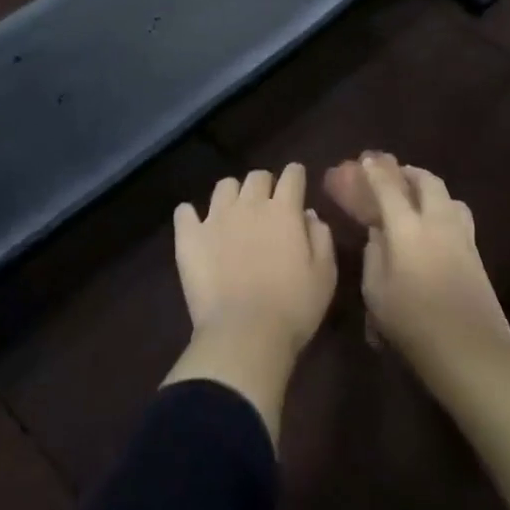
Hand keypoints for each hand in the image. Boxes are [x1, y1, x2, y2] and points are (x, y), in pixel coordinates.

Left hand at [175, 165, 336, 354]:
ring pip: (224, 186)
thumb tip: (309, 215)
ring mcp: (216, 217)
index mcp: (284, 210)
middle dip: (265, 184)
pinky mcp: (190, 236)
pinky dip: (190, 216)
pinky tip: (195, 226)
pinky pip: (184, 212)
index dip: (295, 175)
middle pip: (257, 176)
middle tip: (267, 204)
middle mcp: (249, 204)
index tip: (296, 182)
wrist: (245, 334)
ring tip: (234, 214)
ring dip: (232, 195)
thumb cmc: (293, 308)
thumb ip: (320, 237)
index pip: (292, 175)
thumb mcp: (324, 275)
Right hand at [325, 152, 509, 372]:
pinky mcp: (477, 254)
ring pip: (449, 197)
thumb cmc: (412, 322)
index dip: (375, 172)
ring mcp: (461, 237)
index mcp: (407, 228)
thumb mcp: (376, 292)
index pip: (388, 188)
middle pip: (427, 182)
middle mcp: (436, 222)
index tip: (366, 159)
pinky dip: (445, 210)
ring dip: (432, 189)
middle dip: (410, 173)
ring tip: (419, 196)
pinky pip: (459, 217)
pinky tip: (437, 226)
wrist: (470, 350)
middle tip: (396, 174)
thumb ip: (374, 255)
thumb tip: (378, 235)